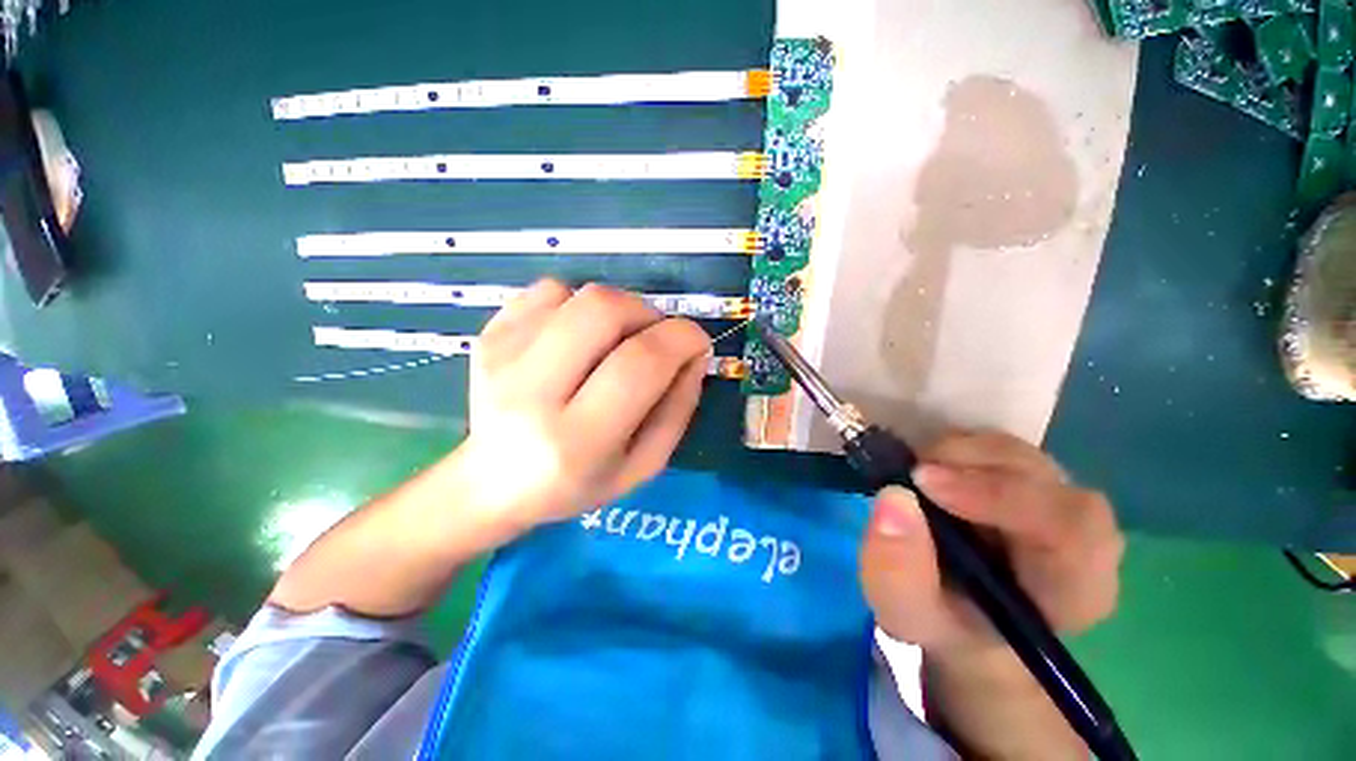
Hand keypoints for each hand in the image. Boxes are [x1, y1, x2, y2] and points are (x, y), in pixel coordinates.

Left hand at [453, 279, 711, 532]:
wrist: (493, 484)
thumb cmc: (577, 484)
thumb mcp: (643, 465)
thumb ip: (678, 409)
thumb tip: (694, 353)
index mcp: (578, 440)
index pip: (640, 363)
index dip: (681, 339)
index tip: (697, 341)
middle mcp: (533, 393)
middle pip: (604, 309)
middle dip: (647, 312)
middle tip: (654, 337)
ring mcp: (502, 357)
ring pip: (578, 294)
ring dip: (616, 309)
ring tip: (614, 341)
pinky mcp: (489, 336)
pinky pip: (548, 291)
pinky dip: (578, 305)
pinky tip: (576, 338)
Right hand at [859, 430, 1123, 654]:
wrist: (955, 611)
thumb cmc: (940, 620)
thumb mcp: (905, 612)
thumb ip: (897, 570)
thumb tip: (894, 497)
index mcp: (1075, 589)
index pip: (1071, 528)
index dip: (1000, 495)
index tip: (924, 483)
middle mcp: (1081, 538)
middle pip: (1045, 479)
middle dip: (970, 468)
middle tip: (912, 474)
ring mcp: (1054, 499)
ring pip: (1017, 453)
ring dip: (958, 454)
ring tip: (915, 475)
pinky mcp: (1025, 477)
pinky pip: (997, 446)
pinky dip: (956, 448)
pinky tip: (930, 470)